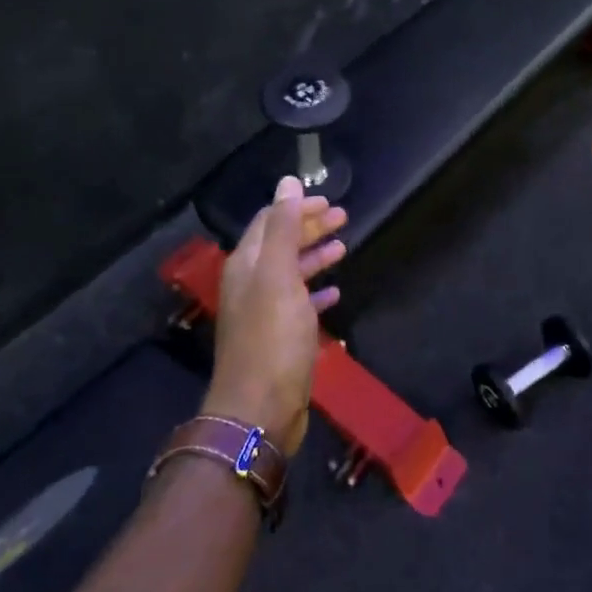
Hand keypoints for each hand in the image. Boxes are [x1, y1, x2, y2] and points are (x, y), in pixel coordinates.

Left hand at [204, 176, 347, 451]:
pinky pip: (299, 304)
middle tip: (344, 217)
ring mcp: (264, 312)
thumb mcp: (279, 275)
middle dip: (310, 227)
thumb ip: (284, 227)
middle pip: (281, 243)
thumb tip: (287, 181)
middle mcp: (251, 283)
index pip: (270, 221)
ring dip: (315, 256)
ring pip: (291, 272)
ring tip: (344, 247)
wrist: (260, 410)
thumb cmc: (272, 338)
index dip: (297, 207)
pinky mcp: (279, 338)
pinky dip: (316, 292)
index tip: (329, 200)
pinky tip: (335, 292)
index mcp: (247, 264)